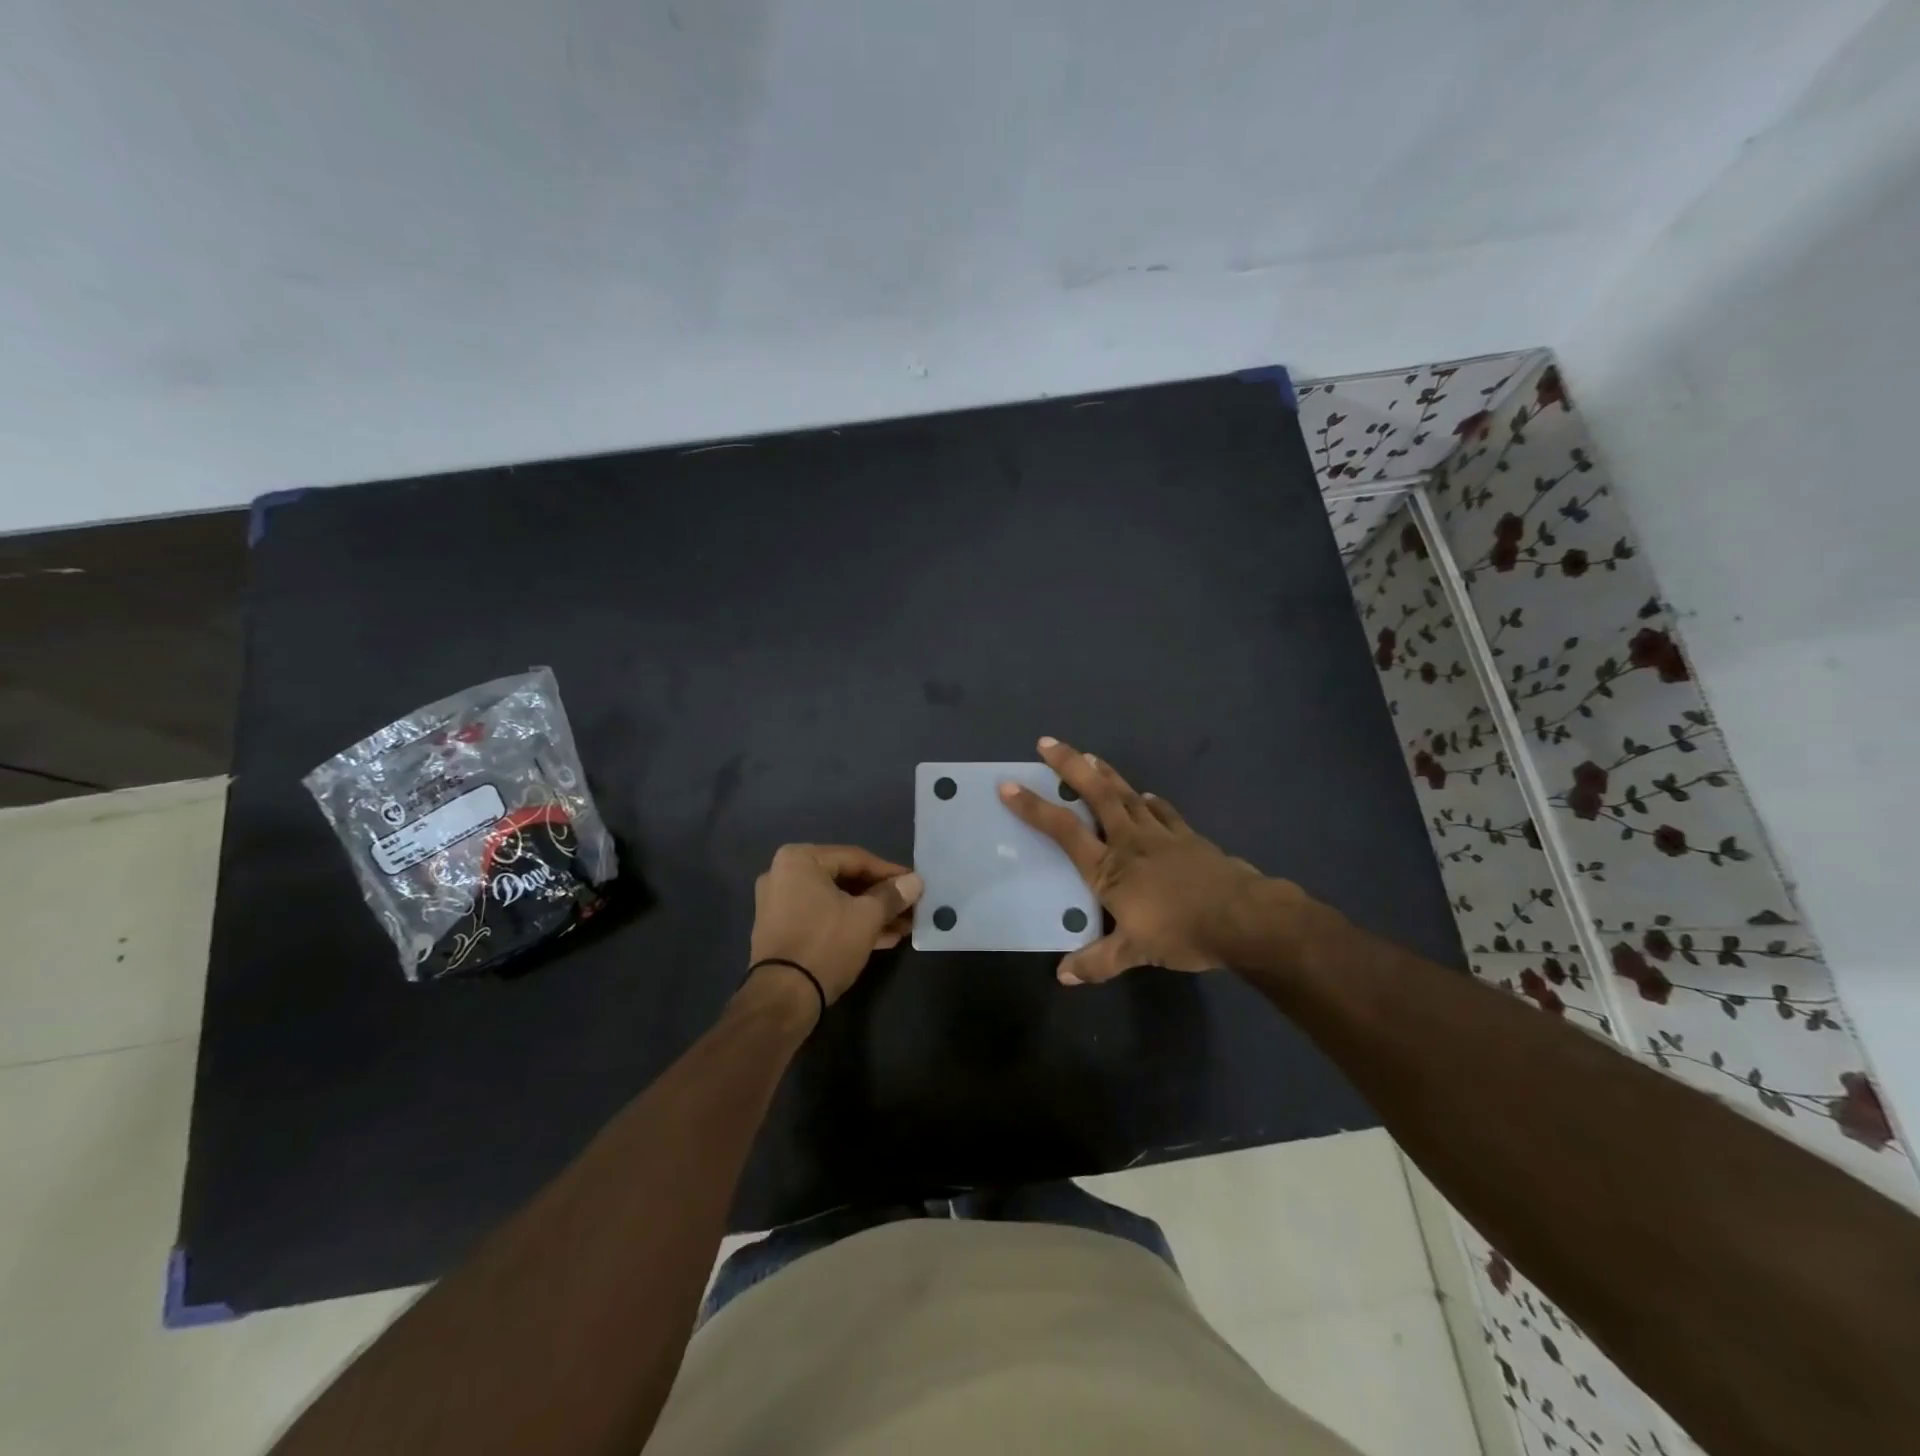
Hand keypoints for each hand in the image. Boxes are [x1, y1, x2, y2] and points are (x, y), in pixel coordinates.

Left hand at [747, 844, 923, 1006]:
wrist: (782, 999)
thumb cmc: (825, 944)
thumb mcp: (867, 917)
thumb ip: (892, 895)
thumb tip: (915, 881)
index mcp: (799, 859)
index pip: (856, 858)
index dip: (890, 873)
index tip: (915, 884)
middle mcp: (783, 875)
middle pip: (845, 880)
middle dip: (881, 897)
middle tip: (910, 907)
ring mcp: (779, 904)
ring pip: (835, 902)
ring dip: (869, 913)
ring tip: (903, 926)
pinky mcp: (782, 931)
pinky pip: (822, 918)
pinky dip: (849, 925)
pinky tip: (883, 938)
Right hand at [999, 736, 1306, 985]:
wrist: (1241, 917)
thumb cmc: (1181, 931)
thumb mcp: (1134, 953)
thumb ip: (1097, 962)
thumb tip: (1063, 975)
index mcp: (1109, 868)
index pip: (1063, 831)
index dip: (1033, 808)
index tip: (1009, 786)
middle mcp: (1129, 841)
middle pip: (1096, 795)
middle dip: (1069, 766)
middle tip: (1048, 742)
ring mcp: (1161, 834)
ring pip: (1127, 795)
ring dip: (1105, 773)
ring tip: (1089, 756)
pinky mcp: (1188, 836)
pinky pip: (1164, 812)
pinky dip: (1151, 801)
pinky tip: (1147, 795)